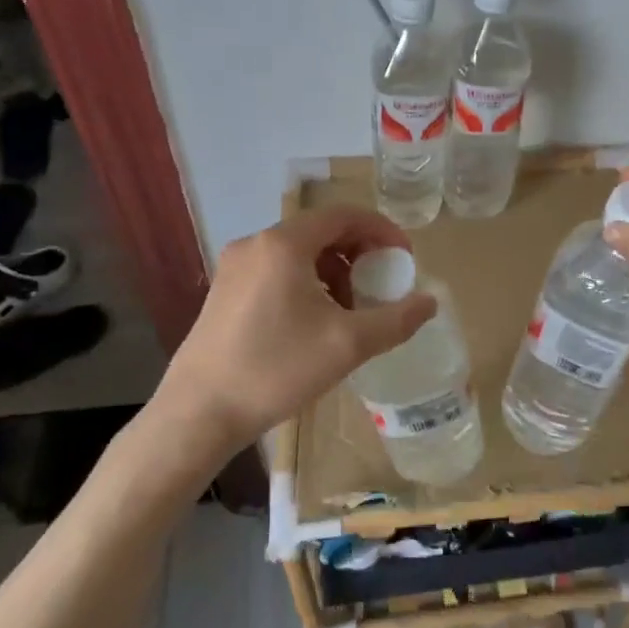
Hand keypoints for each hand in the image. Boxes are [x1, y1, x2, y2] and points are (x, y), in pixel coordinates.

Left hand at [156, 205, 436, 456]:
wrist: (198, 413)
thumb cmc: (276, 370)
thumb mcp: (347, 345)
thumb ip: (396, 320)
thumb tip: (430, 302)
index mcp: (284, 244)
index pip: (343, 215)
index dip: (381, 230)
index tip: (404, 258)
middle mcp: (256, 244)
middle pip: (320, 231)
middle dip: (359, 252)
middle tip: (383, 283)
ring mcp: (234, 267)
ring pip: (298, 253)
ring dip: (334, 270)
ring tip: (352, 307)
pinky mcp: (224, 292)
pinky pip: (277, 271)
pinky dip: (307, 282)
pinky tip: (316, 321)